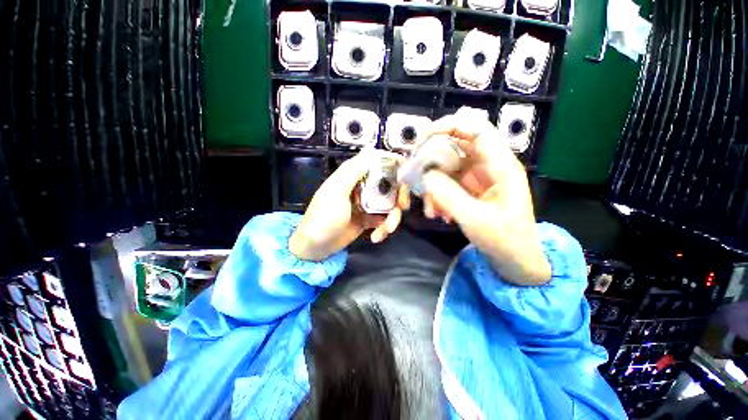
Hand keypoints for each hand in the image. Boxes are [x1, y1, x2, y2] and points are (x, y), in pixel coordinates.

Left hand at [289, 149, 409, 260]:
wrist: (316, 246)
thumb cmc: (323, 217)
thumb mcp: (336, 192)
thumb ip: (353, 172)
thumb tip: (371, 150)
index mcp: (354, 176)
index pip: (378, 163)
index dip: (395, 165)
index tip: (407, 175)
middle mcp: (363, 187)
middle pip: (391, 185)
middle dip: (399, 196)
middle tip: (402, 207)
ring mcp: (368, 204)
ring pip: (390, 204)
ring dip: (392, 218)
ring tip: (385, 230)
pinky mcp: (369, 218)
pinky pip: (385, 219)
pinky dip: (384, 228)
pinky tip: (376, 237)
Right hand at [420, 114, 550, 285]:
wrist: (514, 260)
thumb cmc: (503, 240)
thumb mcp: (474, 218)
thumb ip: (448, 194)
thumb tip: (425, 174)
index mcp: (501, 166)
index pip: (477, 130)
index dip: (450, 126)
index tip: (423, 137)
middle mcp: (489, 166)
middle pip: (457, 147)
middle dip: (433, 159)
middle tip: (414, 172)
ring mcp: (477, 178)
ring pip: (448, 168)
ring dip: (433, 185)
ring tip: (430, 209)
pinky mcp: (469, 189)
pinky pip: (447, 183)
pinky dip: (437, 195)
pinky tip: (437, 214)